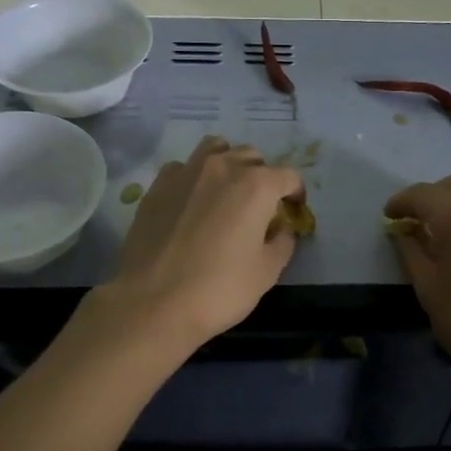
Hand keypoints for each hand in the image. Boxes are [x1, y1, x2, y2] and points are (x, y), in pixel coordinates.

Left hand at [101, 137, 304, 348]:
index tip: (294, 210)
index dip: (296, 193)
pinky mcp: (157, 186)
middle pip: (252, 157)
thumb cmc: (220, 289)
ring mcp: (185, 173)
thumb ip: (282, 242)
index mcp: (256, 186)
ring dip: (229, 163)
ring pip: (216, 149)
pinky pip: (183, 167)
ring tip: (226, 191)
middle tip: (260, 206)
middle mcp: (222, 168)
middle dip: (263, 177)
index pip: (289, 176)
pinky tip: (192, 201)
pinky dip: (194, 176)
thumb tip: (282, 229)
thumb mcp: (267, 272)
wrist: (153, 302)